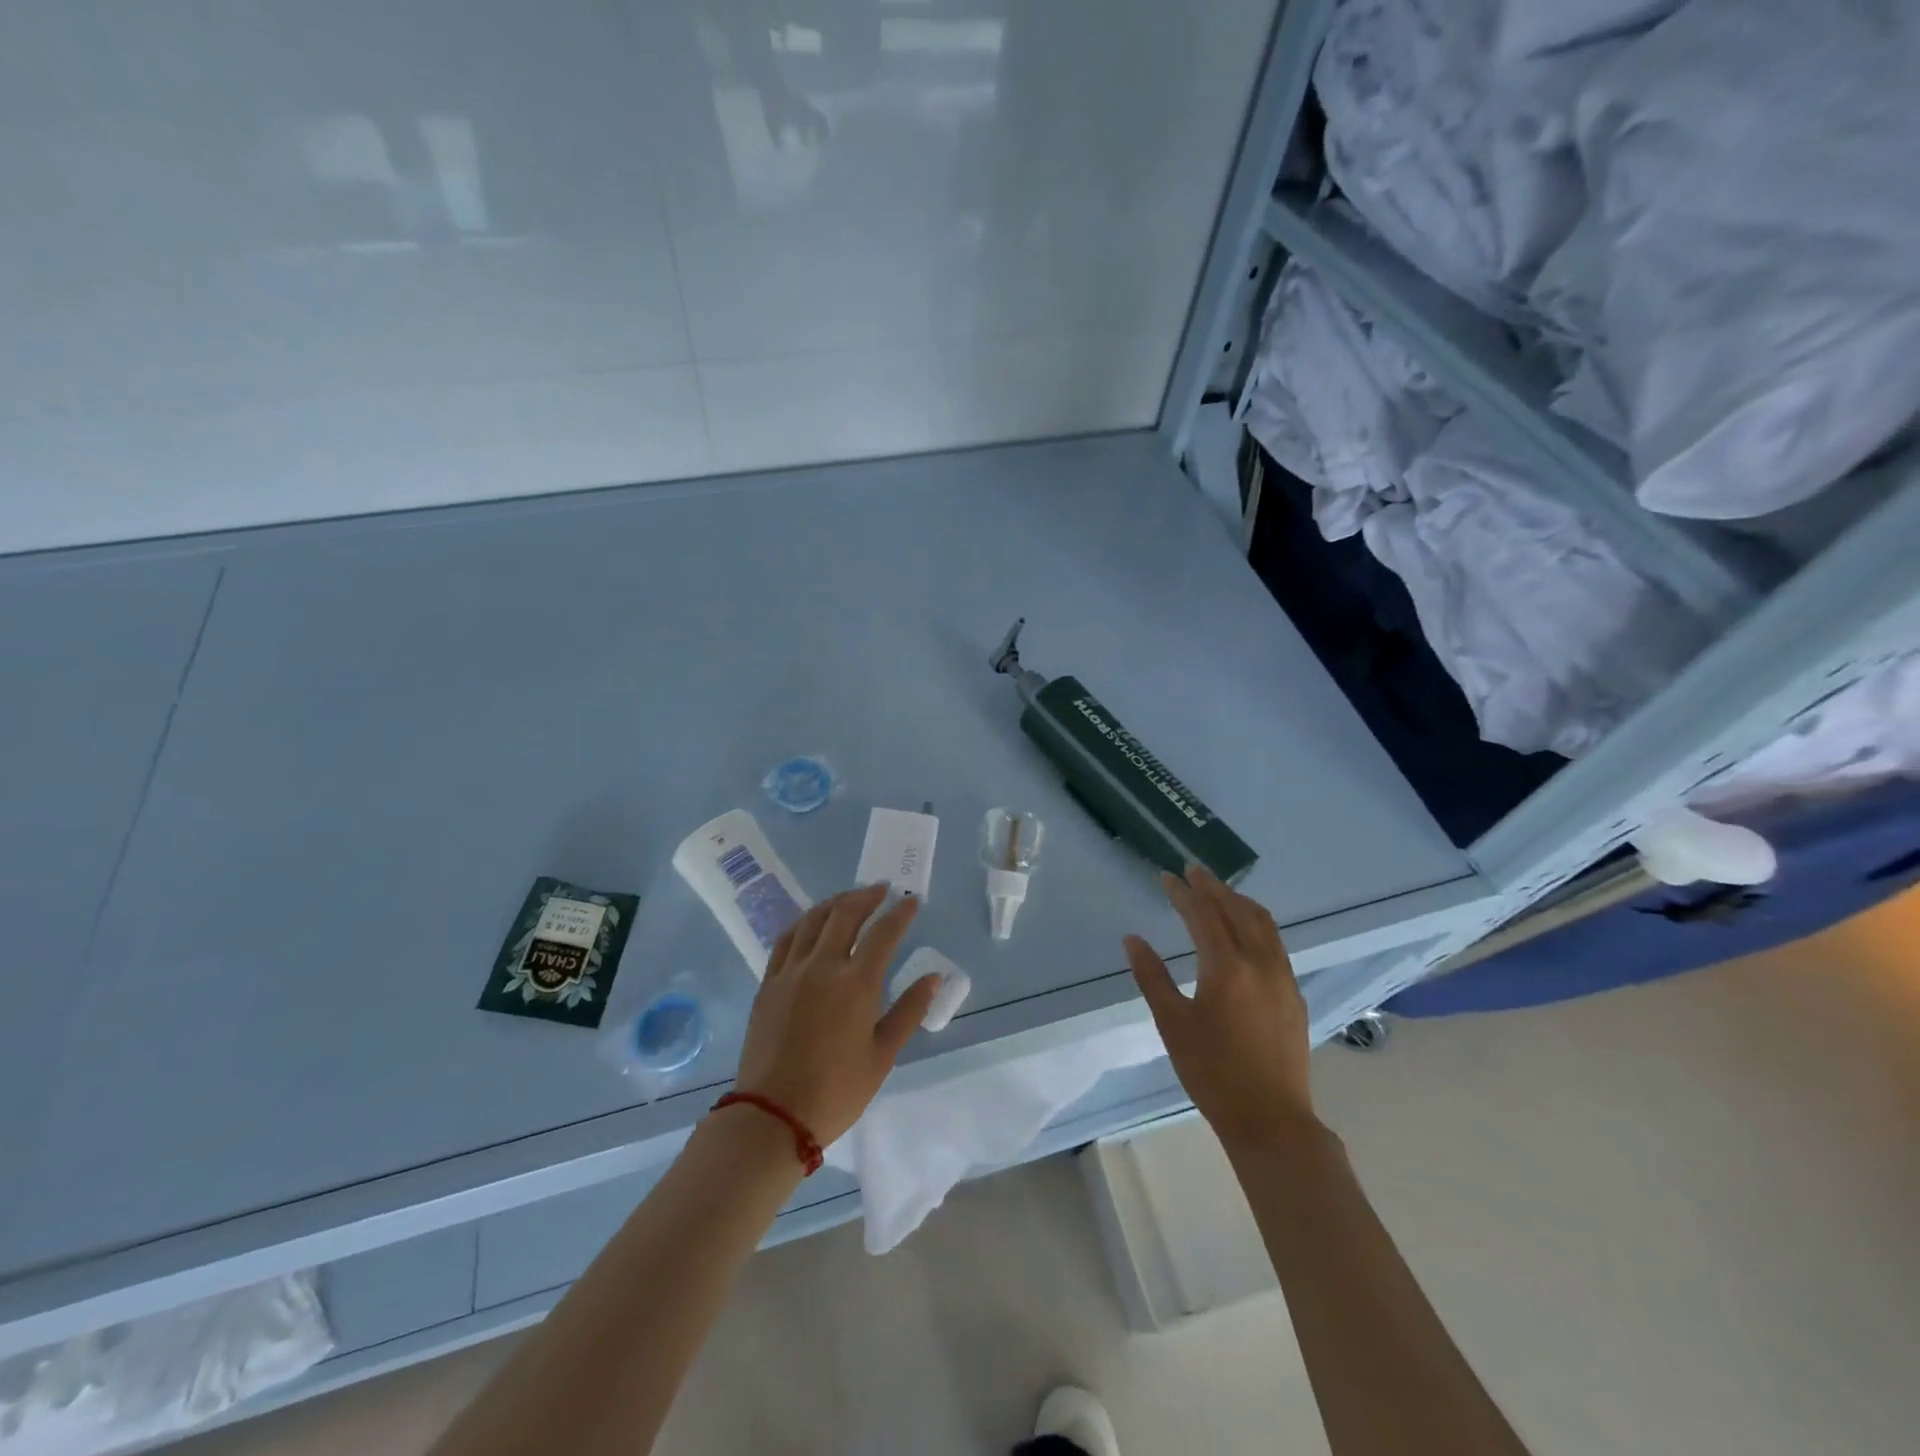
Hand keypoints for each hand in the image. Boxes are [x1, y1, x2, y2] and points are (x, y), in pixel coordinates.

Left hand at [734, 885, 939, 1146]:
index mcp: (856, 983)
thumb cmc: (836, 1091)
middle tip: (881, 890)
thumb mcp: (882, 1055)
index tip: (911, 900)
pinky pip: (786, 939)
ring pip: (813, 920)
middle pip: (845, 914)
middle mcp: (822, 966)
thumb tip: (933, 977)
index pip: (883, 933)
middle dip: (866, 896)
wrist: (773, 1116)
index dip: (900, 913)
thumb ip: (909, 1011)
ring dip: (835, 902)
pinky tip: (811, 923)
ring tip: (849, 899)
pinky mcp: (769, 983)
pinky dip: (804, 922)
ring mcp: (791, 971)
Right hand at [1125, 865, 1315, 1152]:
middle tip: (1192, 871)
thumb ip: (1152, 976)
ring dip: (1238, 901)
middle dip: (1212, 887)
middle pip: (1236, 910)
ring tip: (1218, 891)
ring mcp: (1283, 978)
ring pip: (1262, 923)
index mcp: (1226, 968)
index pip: (1202, 915)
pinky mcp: (1294, 994)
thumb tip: (1133, 939)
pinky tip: (1246, 930)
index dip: (1182, 893)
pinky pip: (1275, 943)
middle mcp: (1260, 963)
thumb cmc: (1212, 1072)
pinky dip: (1256, 923)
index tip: (1165, 876)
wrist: (1270, 1120)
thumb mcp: (1172, 1024)